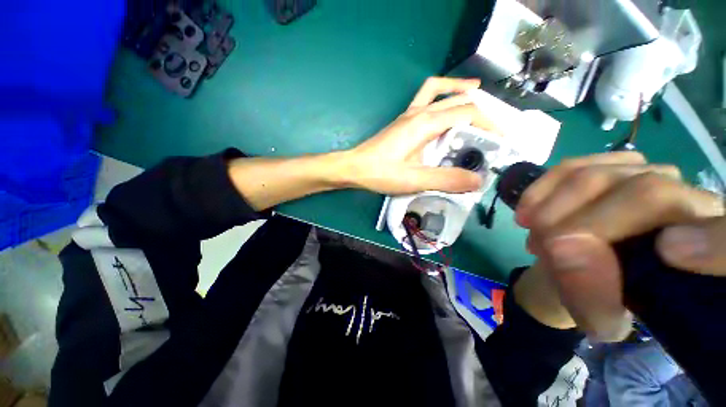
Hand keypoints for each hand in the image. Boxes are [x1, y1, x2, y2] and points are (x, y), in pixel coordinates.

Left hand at [343, 77, 499, 194]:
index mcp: (425, 123)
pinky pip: (426, 97)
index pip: (468, 113)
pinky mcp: (404, 121)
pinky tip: (447, 104)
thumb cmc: (381, 173)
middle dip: (481, 111)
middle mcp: (419, 112)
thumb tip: (477, 181)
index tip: (503, 141)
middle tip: (495, 129)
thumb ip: (446, 180)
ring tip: (480, 99)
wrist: (354, 167)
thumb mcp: (415, 180)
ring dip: (462, 93)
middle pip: (458, 101)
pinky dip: (442, 94)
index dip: (490, 124)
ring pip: (441, 92)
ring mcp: (409, 114)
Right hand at [516, 152, 724, 340]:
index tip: (667, 253)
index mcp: (705, 254)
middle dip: (581, 225)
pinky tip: (527, 211)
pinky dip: (541, 189)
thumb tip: (566, 252)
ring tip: (534, 235)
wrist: (576, 269)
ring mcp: (647, 174)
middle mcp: (687, 202)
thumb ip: (594, 298)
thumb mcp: (597, 316)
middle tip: (544, 251)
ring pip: (598, 176)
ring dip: (553, 209)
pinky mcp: (607, 165)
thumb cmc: (598, 298)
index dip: (715, 242)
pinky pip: (571, 166)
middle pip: (646, 194)